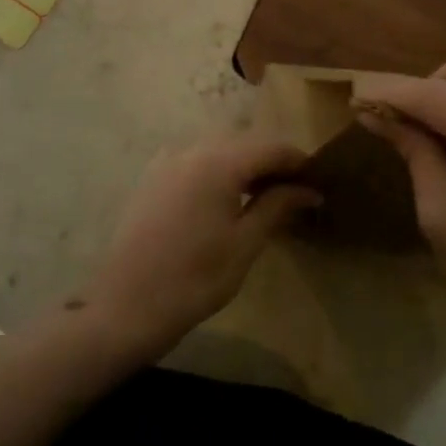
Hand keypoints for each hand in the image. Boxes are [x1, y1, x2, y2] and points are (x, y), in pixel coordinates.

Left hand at [79, 134, 319, 361]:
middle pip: (244, 142)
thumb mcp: (245, 243)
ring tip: (264, 197)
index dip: (299, 162)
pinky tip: (225, 199)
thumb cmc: (195, 278)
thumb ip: (277, 206)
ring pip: (218, 149)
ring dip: (244, 165)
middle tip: (295, 193)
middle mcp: (192, 149)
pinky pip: (194, 160)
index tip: (319, 183)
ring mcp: (167, 160)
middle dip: (272, 162)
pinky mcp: (152, 176)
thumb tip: (309, 189)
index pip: (272, 147)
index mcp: (219, 161)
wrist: (127, 303)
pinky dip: (217, 170)